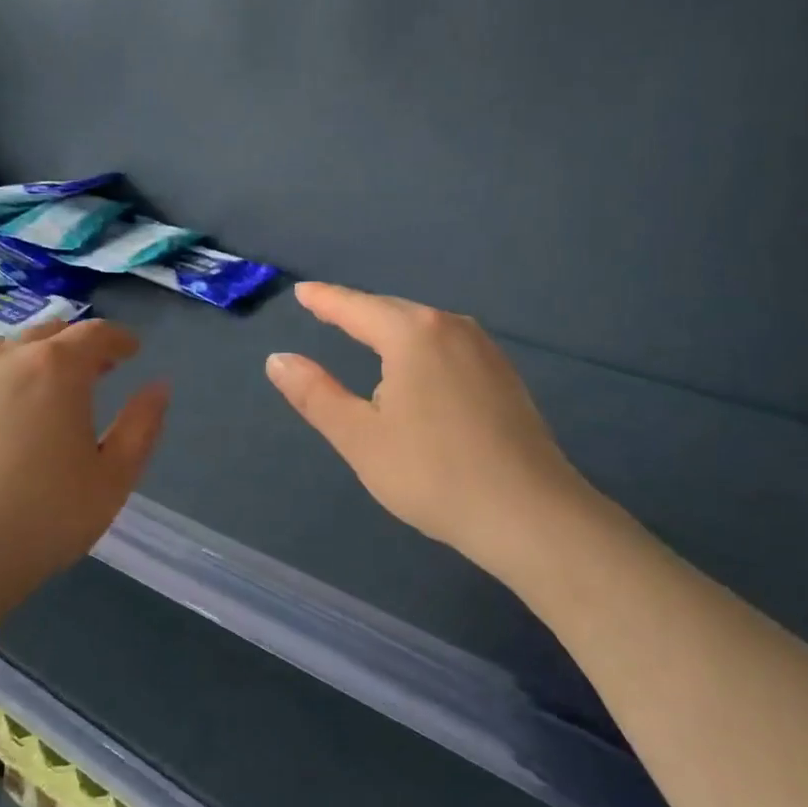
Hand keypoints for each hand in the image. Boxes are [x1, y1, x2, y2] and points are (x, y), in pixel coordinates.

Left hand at [0, 319, 168, 607]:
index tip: (132, 351)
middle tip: (97, 372)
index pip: (96, 333)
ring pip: (8, 349)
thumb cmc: (42, 518)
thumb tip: (158, 387)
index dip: (120, 339)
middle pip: (50, 333)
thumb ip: (142, 425)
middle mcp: (7, 358)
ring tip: (46, 389)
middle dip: (79, 346)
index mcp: (57, 368)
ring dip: (35, 358)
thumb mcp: (113, 478)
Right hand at [265, 282, 600, 586]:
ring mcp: (485, 350)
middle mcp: (452, 328)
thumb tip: (278, 359)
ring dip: (392, 330)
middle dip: (359, 312)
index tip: (303, 292)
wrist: (529, 514)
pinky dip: (421, 349)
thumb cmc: (432, 474)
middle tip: (327, 311)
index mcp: (413, 334)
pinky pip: (449, 346)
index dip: (326, 300)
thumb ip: (315, 394)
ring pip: (425, 328)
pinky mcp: (504, 376)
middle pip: (394, 311)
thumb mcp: (360, 437)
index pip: (357, 307)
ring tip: (366, 335)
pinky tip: (418, 369)